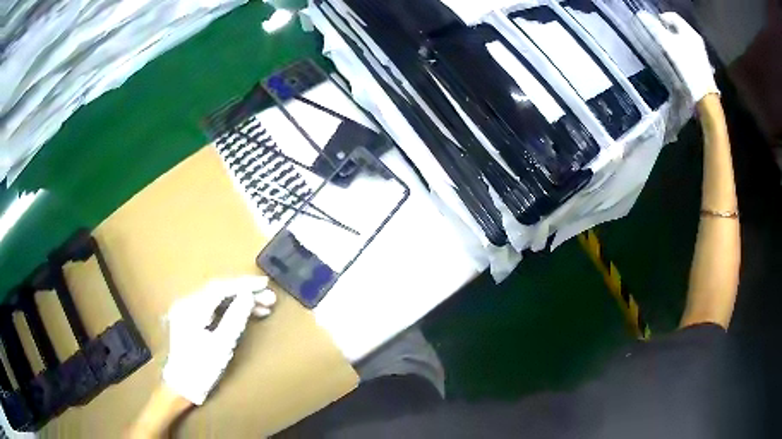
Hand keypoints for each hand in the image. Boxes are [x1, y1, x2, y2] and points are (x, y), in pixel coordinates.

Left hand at [162, 276, 276, 404]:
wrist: (182, 386)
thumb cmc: (202, 369)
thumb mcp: (221, 346)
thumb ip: (235, 318)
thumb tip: (248, 295)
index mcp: (192, 309)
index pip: (220, 288)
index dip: (244, 284)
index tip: (265, 284)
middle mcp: (187, 303)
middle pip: (219, 290)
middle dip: (244, 292)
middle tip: (269, 298)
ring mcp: (187, 310)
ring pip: (217, 298)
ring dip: (239, 300)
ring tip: (263, 306)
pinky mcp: (191, 318)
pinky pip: (213, 306)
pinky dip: (229, 308)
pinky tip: (245, 312)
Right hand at [637, 11, 718, 103]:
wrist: (705, 96)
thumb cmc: (687, 68)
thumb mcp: (669, 46)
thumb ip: (656, 30)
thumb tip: (643, 17)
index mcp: (689, 31)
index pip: (672, 16)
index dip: (661, 18)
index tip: (654, 27)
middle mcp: (696, 38)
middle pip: (678, 28)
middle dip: (668, 31)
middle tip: (660, 39)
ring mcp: (701, 52)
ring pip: (683, 40)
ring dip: (674, 43)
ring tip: (668, 51)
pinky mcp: (702, 64)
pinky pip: (688, 51)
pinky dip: (681, 52)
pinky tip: (678, 62)